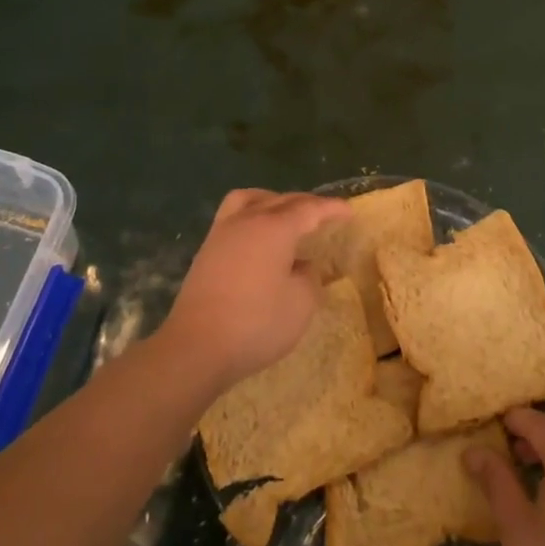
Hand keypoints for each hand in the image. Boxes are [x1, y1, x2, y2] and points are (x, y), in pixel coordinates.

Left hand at [155, 189, 349, 393]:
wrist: (196, 346)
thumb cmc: (256, 324)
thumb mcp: (300, 305)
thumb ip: (309, 278)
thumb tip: (303, 266)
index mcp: (275, 227)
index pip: (310, 209)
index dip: (331, 208)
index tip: (349, 211)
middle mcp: (249, 220)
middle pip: (282, 199)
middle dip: (306, 203)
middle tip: (324, 214)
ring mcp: (223, 232)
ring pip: (252, 199)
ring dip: (273, 200)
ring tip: (286, 215)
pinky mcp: (207, 250)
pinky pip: (235, 215)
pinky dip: (253, 215)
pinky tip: (259, 237)